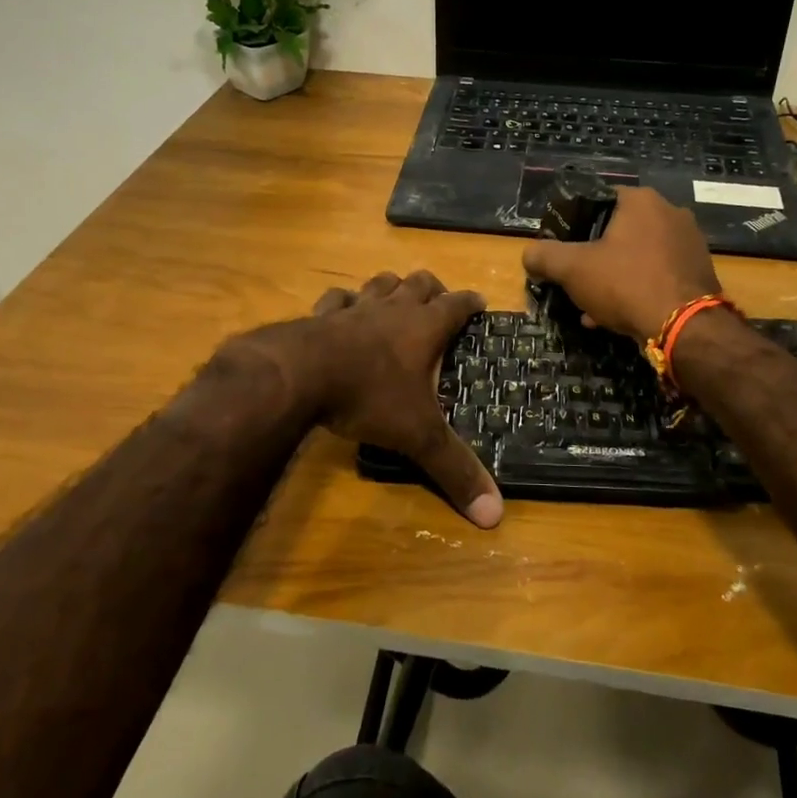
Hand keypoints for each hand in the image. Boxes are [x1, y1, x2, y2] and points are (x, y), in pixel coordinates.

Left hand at [300, 271, 502, 528]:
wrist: (301, 374)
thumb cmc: (369, 397)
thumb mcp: (418, 436)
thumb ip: (455, 469)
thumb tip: (495, 514)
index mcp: (424, 328)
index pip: (457, 304)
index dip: (470, 302)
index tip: (479, 303)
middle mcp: (393, 309)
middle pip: (419, 283)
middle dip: (433, 288)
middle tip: (438, 302)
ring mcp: (355, 307)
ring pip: (380, 282)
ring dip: (391, 287)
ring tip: (396, 298)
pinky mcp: (321, 314)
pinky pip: (337, 298)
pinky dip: (344, 302)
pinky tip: (342, 310)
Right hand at [521, 187, 721, 344]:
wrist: (684, 327)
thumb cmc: (626, 283)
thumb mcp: (572, 269)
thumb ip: (545, 256)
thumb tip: (528, 254)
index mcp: (642, 200)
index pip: (599, 200)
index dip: (575, 223)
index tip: (563, 247)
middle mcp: (671, 213)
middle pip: (619, 230)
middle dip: (594, 256)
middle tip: (576, 279)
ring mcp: (690, 243)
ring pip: (638, 256)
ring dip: (614, 276)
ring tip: (591, 306)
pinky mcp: (700, 272)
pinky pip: (658, 275)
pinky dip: (637, 289)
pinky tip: (616, 317)